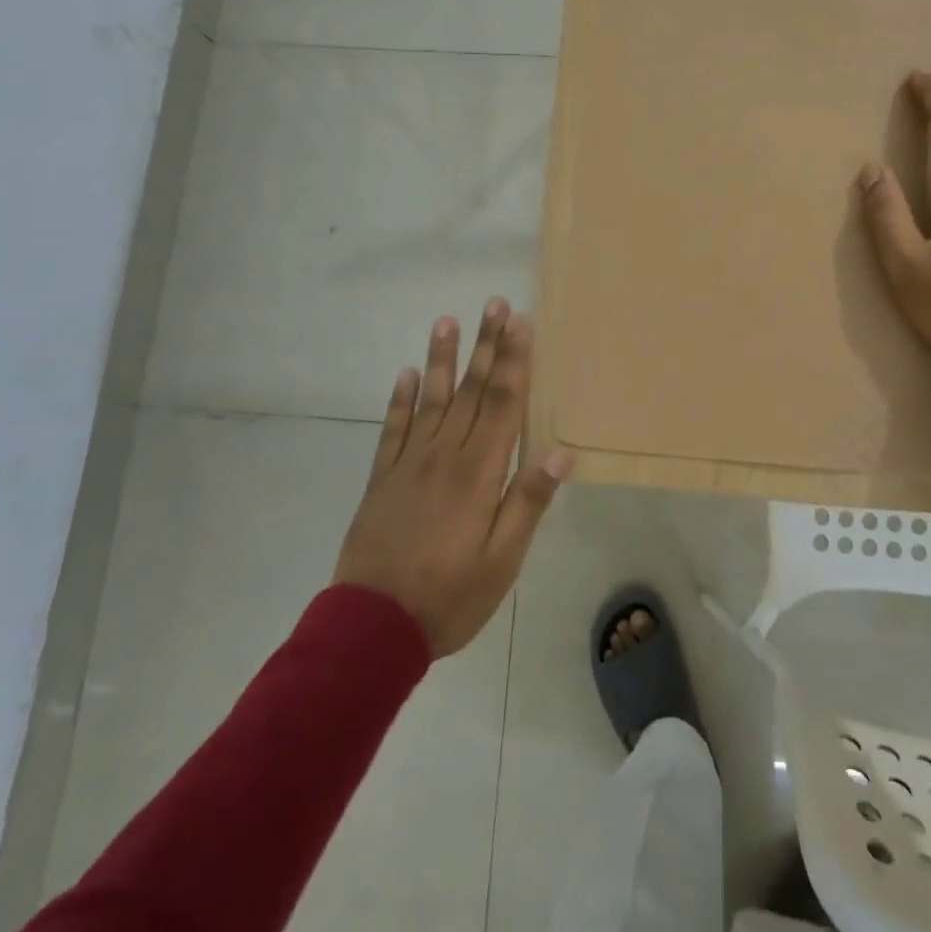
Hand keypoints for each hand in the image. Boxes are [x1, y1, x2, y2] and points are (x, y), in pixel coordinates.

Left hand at [333, 300, 571, 656]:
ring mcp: (409, 463)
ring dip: (442, 359)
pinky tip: (406, 374)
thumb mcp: (502, 560)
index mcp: (478, 472)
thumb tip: (558, 452)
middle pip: (471, 390)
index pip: (502, 403)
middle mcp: (445, 455)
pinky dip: (399, 400)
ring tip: (446, 321)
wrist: (372, 627)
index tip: (520, 323)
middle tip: (494, 304)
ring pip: (431, 399)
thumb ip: (528, 502)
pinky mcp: (382, 478)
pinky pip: (393, 429)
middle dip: (486, 345)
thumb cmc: (450, 595)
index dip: (514, 361)